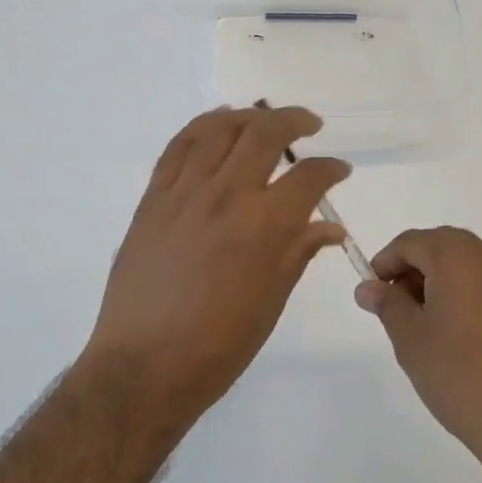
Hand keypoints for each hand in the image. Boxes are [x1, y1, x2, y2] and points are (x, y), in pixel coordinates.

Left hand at [80, 106, 351, 430]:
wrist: (142, 366)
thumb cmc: (217, 347)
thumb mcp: (271, 302)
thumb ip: (298, 252)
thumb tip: (330, 226)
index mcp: (264, 226)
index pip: (308, 177)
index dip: (331, 168)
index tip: (339, 170)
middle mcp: (226, 195)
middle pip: (265, 134)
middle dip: (294, 121)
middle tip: (309, 125)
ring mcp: (184, 192)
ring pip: (220, 129)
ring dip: (248, 117)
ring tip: (264, 120)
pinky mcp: (154, 197)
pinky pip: (179, 146)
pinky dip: (202, 126)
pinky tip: (217, 123)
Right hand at [356, 228, 481, 482]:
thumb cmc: (459, 374)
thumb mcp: (410, 338)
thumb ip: (386, 303)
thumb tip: (368, 286)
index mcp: (457, 256)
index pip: (410, 242)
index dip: (385, 263)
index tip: (371, 294)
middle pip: (438, 246)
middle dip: (410, 269)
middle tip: (393, 307)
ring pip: (461, 262)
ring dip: (435, 279)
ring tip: (420, 322)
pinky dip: (460, 290)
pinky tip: (451, 329)